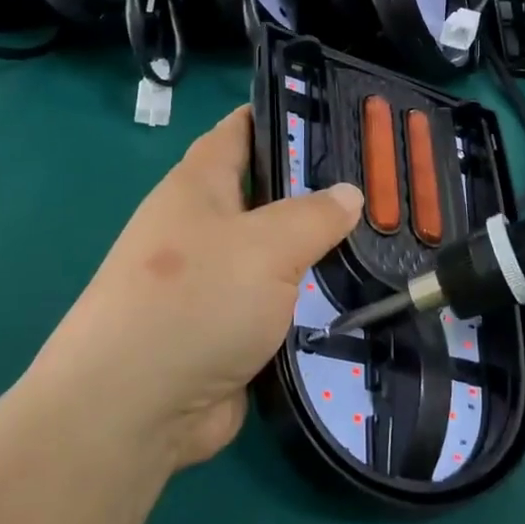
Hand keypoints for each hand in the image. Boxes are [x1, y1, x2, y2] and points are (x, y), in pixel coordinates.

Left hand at [33, 107, 361, 471]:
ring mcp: (216, 284)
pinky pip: (281, 308)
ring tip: (389, 242)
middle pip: (268, 197)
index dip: (281, 116)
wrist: (135, 408)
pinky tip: (362, 300)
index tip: (337, 115)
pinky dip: (313, 305)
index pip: (240, 132)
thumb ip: (313, 216)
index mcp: (198, 188)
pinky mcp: (230, 333)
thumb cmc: (194, 300)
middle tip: (386, 187)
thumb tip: (349, 193)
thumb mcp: (265, 245)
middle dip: (319, 193)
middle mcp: (204, 230)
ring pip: (280, 258)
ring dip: (322, 256)